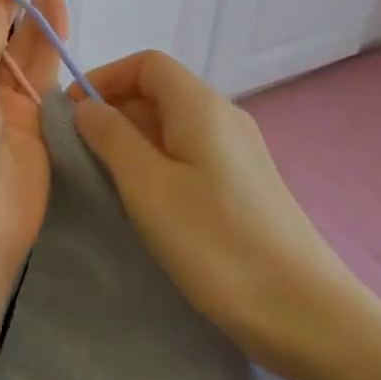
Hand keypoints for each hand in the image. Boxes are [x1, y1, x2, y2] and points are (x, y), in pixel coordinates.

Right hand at [72, 50, 380, 379]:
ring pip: (174, 124)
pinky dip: (158, 160)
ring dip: (134, 138)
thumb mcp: (148, 187)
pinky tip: (148, 201)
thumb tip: (87, 108)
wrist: (308, 316)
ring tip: (106, 178)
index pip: (146, 63)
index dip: (104, 78)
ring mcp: (240, 151)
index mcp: (201, 106)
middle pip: (160, 90)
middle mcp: (224, 116)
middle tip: (81, 151)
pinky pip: (191, 152)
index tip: (72, 115)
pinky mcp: (246, 184)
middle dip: (114, 110)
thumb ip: (111, 138)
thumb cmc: (217, 244)